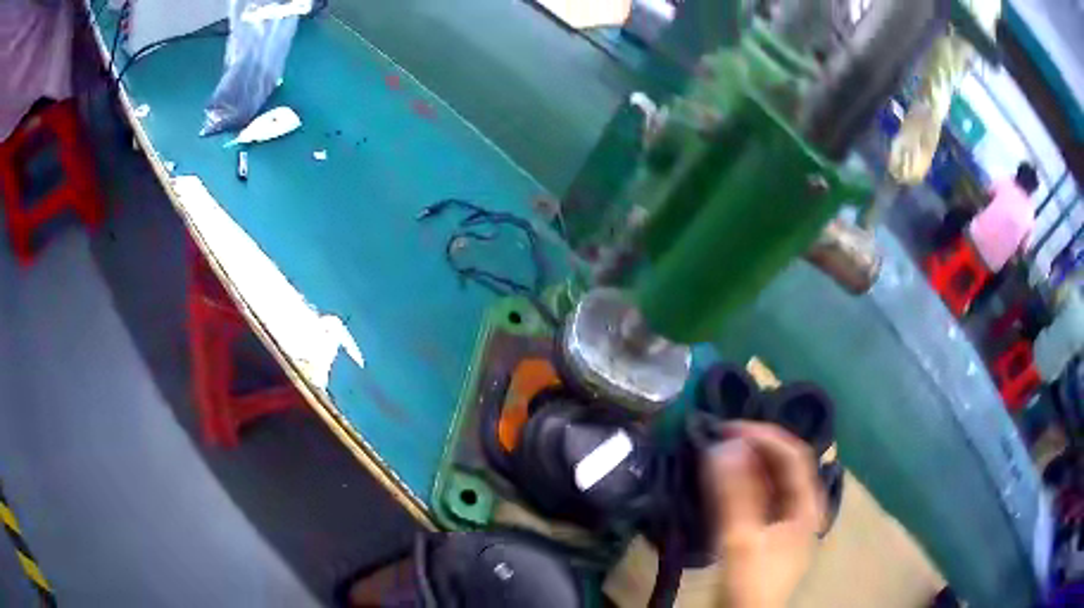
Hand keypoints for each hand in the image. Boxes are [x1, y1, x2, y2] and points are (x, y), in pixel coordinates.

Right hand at [702, 422, 823, 607]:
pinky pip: (762, 495)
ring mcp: (787, 520)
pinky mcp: (770, 531)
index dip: (765, 436)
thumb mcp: (742, 539)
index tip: (729, 428)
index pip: (793, 455)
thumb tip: (724, 445)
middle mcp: (802, 506)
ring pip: (773, 479)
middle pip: (785, 465)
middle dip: (756, 446)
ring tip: (721, 451)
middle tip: (722, 436)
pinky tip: (726, 478)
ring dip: (749, 462)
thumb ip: (735, 493)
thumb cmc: (750, 581)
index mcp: (807, 505)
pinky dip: (744, 481)